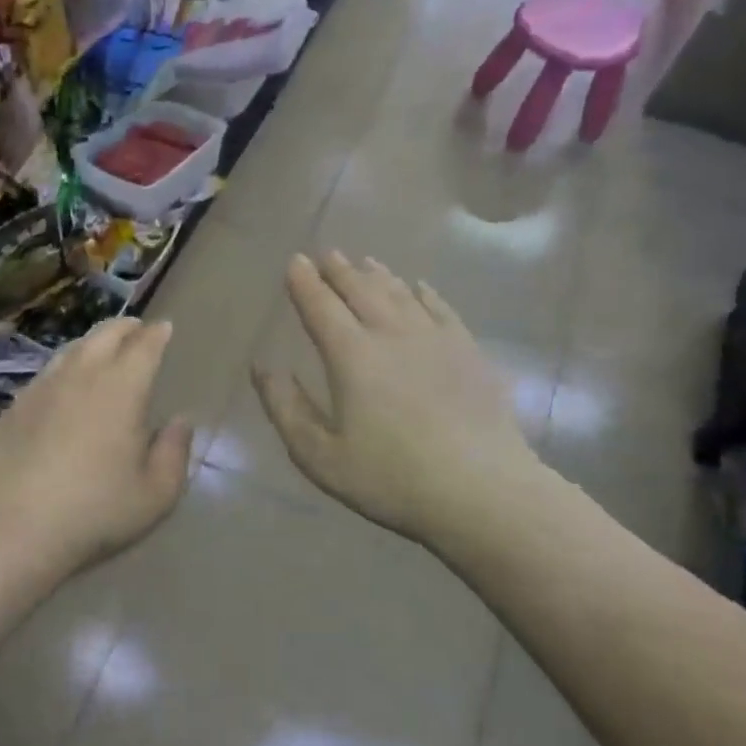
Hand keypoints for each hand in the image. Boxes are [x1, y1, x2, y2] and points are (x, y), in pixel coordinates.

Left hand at [0, 317, 194, 572]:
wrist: (13, 530)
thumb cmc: (95, 512)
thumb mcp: (156, 494)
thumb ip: (175, 453)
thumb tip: (181, 422)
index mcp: (121, 389)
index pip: (144, 346)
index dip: (156, 334)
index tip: (164, 328)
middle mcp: (81, 376)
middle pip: (104, 335)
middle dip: (125, 327)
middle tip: (136, 328)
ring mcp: (42, 388)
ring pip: (71, 349)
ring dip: (92, 342)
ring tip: (102, 348)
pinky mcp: (14, 408)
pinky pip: (46, 374)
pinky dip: (64, 368)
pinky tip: (63, 386)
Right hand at [253, 253, 546, 546]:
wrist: (482, 491)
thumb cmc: (390, 478)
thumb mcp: (319, 455)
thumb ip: (285, 407)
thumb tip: (263, 366)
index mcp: (351, 356)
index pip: (321, 307)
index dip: (305, 283)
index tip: (295, 261)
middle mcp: (391, 334)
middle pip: (361, 291)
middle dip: (340, 271)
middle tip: (327, 255)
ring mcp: (435, 339)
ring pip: (400, 294)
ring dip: (378, 276)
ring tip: (365, 262)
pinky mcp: (469, 352)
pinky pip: (442, 309)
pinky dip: (425, 293)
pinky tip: (420, 287)